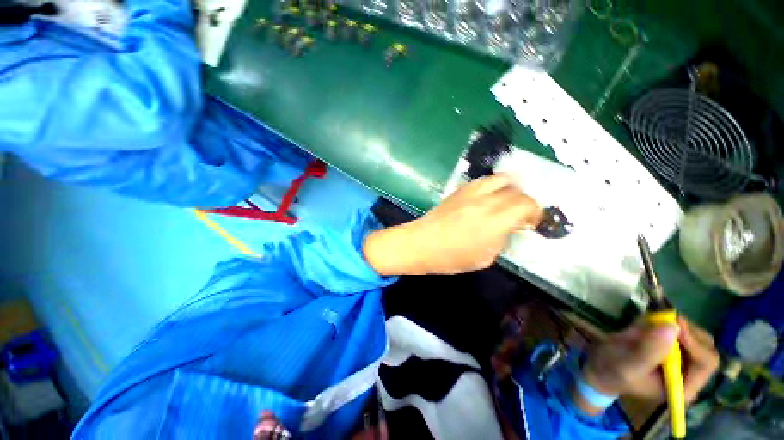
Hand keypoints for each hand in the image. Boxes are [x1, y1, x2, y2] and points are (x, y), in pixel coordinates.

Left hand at [363, 175, 542, 275]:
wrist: (420, 243)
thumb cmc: (451, 258)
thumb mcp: (484, 258)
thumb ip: (501, 239)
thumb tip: (507, 228)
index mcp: (495, 221)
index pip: (526, 204)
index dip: (535, 212)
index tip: (532, 222)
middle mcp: (485, 201)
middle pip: (516, 189)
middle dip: (524, 201)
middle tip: (520, 213)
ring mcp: (470, 193)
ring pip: (500, 178)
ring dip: (510, 188)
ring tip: (507, 201)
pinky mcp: (458, 190)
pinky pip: (482, 181)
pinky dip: (493, 186)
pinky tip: (489, 197)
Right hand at [576, 317, 718, 414]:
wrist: (598, 365)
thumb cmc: (612, 371)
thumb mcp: (627, 365)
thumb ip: (649, 351)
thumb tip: (673, 327)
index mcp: (683, 385)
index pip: (705, 363)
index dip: (695, 343)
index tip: (675, 325)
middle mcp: (688, 372)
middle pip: (705, 346)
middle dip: (686, 331)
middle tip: (664, 319)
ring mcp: (680, 357)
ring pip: (694, 333)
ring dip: (673, 324)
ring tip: (648, 324)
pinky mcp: (670, 344)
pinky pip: (678, 327)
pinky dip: (664, 319)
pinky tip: (646, 323)